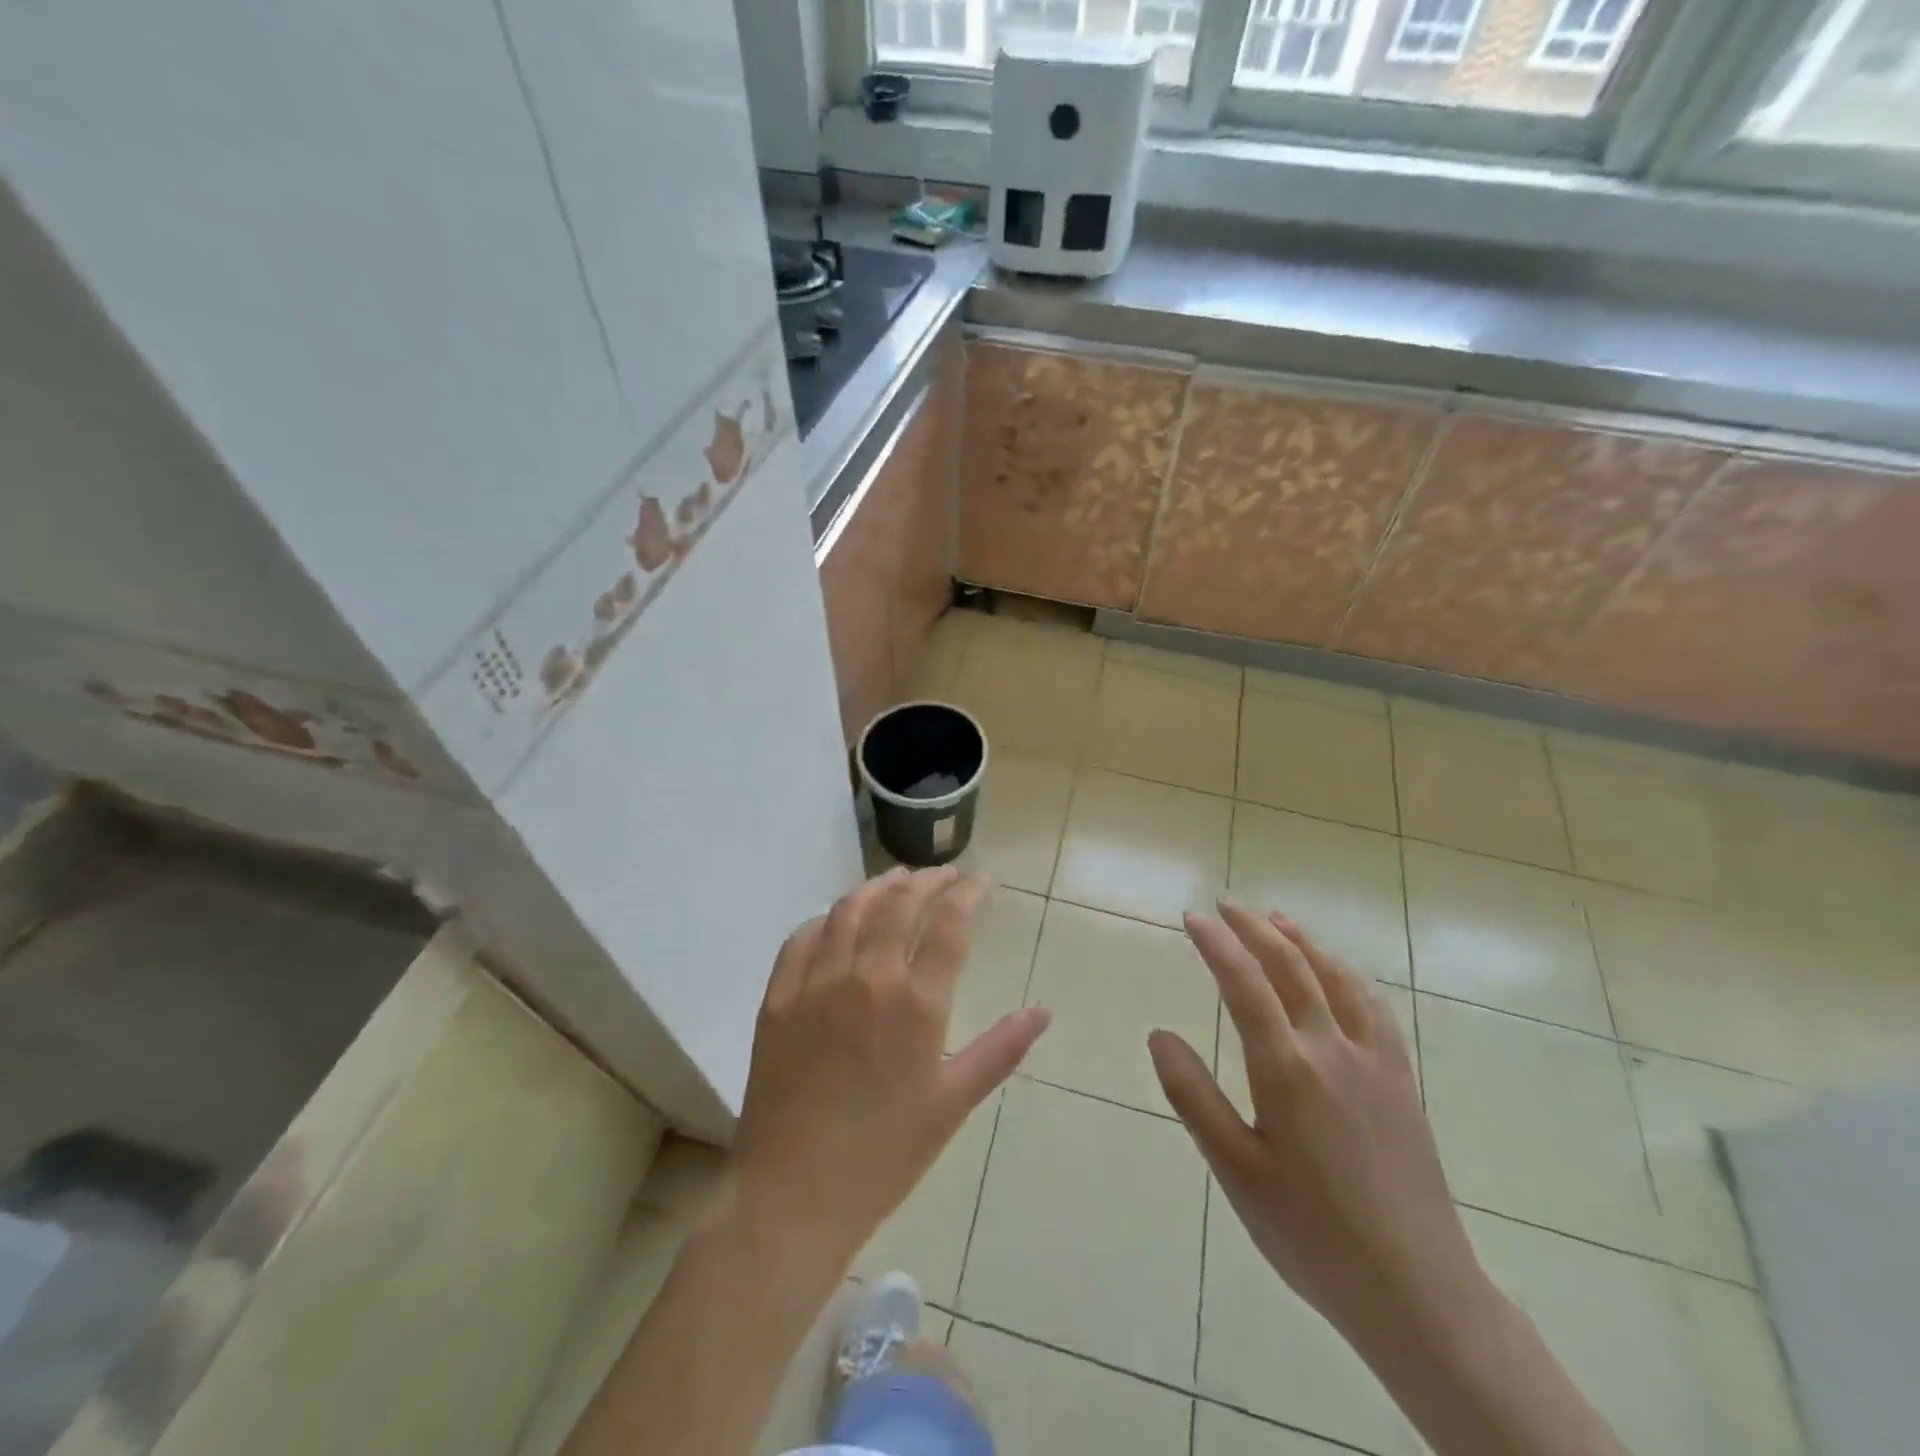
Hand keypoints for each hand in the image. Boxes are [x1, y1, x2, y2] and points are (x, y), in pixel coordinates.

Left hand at [729, 867, 1051, 1264]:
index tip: (981, 882)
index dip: (969, 894)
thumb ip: (1000, 1049)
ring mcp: (817, 983)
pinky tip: (837, 918)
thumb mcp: (953, 1103)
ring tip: (897, 880)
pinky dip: (827, 918)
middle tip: (945, 875)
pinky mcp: (778, 997)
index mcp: (916, 1003)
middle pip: (900, 904)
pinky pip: (802, 938)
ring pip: (850, 910)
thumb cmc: (885, 1154)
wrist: (795, 1194)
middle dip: (928, 880)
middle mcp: (867, 977)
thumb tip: (1044, 1012)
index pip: (949, 925)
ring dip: (878, 887)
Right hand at [1149, 902, 1487, 1352]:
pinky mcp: (1401, 1081)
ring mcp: (1374, 1062)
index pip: (1244, 983)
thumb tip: (1158, 1034)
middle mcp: (1331, 1049)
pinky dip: (1347, 974)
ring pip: (1336, 978)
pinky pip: (1374, 1006)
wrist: (1420, 1293)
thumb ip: (1193, 1096)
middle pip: (1291, 966)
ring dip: (1302, 941)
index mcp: (1287, 1068)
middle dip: (1254, 928)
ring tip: (1275, 919)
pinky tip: (1339, 973)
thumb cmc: (1312, 1234)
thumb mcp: (1235, 1171)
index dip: (1216, 943)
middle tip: (1225, 905)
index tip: (1192, 916)